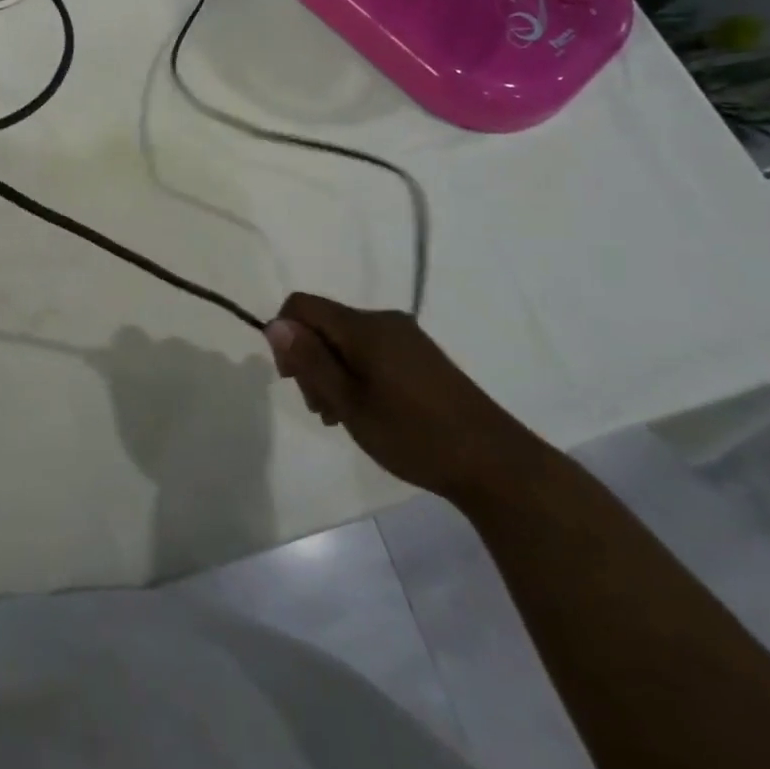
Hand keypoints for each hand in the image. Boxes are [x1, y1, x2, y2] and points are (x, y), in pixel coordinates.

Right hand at [264, 293, 540, 503]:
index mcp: (364, 327)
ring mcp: (405, 337)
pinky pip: (371, 351)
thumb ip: (311, 361)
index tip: (293, 379)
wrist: (495, 464)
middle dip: (310, 359)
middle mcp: (383, 321)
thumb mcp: (351, 403)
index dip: (285, 335)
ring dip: (332, 371)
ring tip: (342, 416)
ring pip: (346, 340)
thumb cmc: (414, 435)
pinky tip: (367, 410)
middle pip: (324, 323)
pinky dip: (356, 373)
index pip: (302, 305)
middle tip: (321, 408)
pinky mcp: (420, 356)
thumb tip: (274, 324)